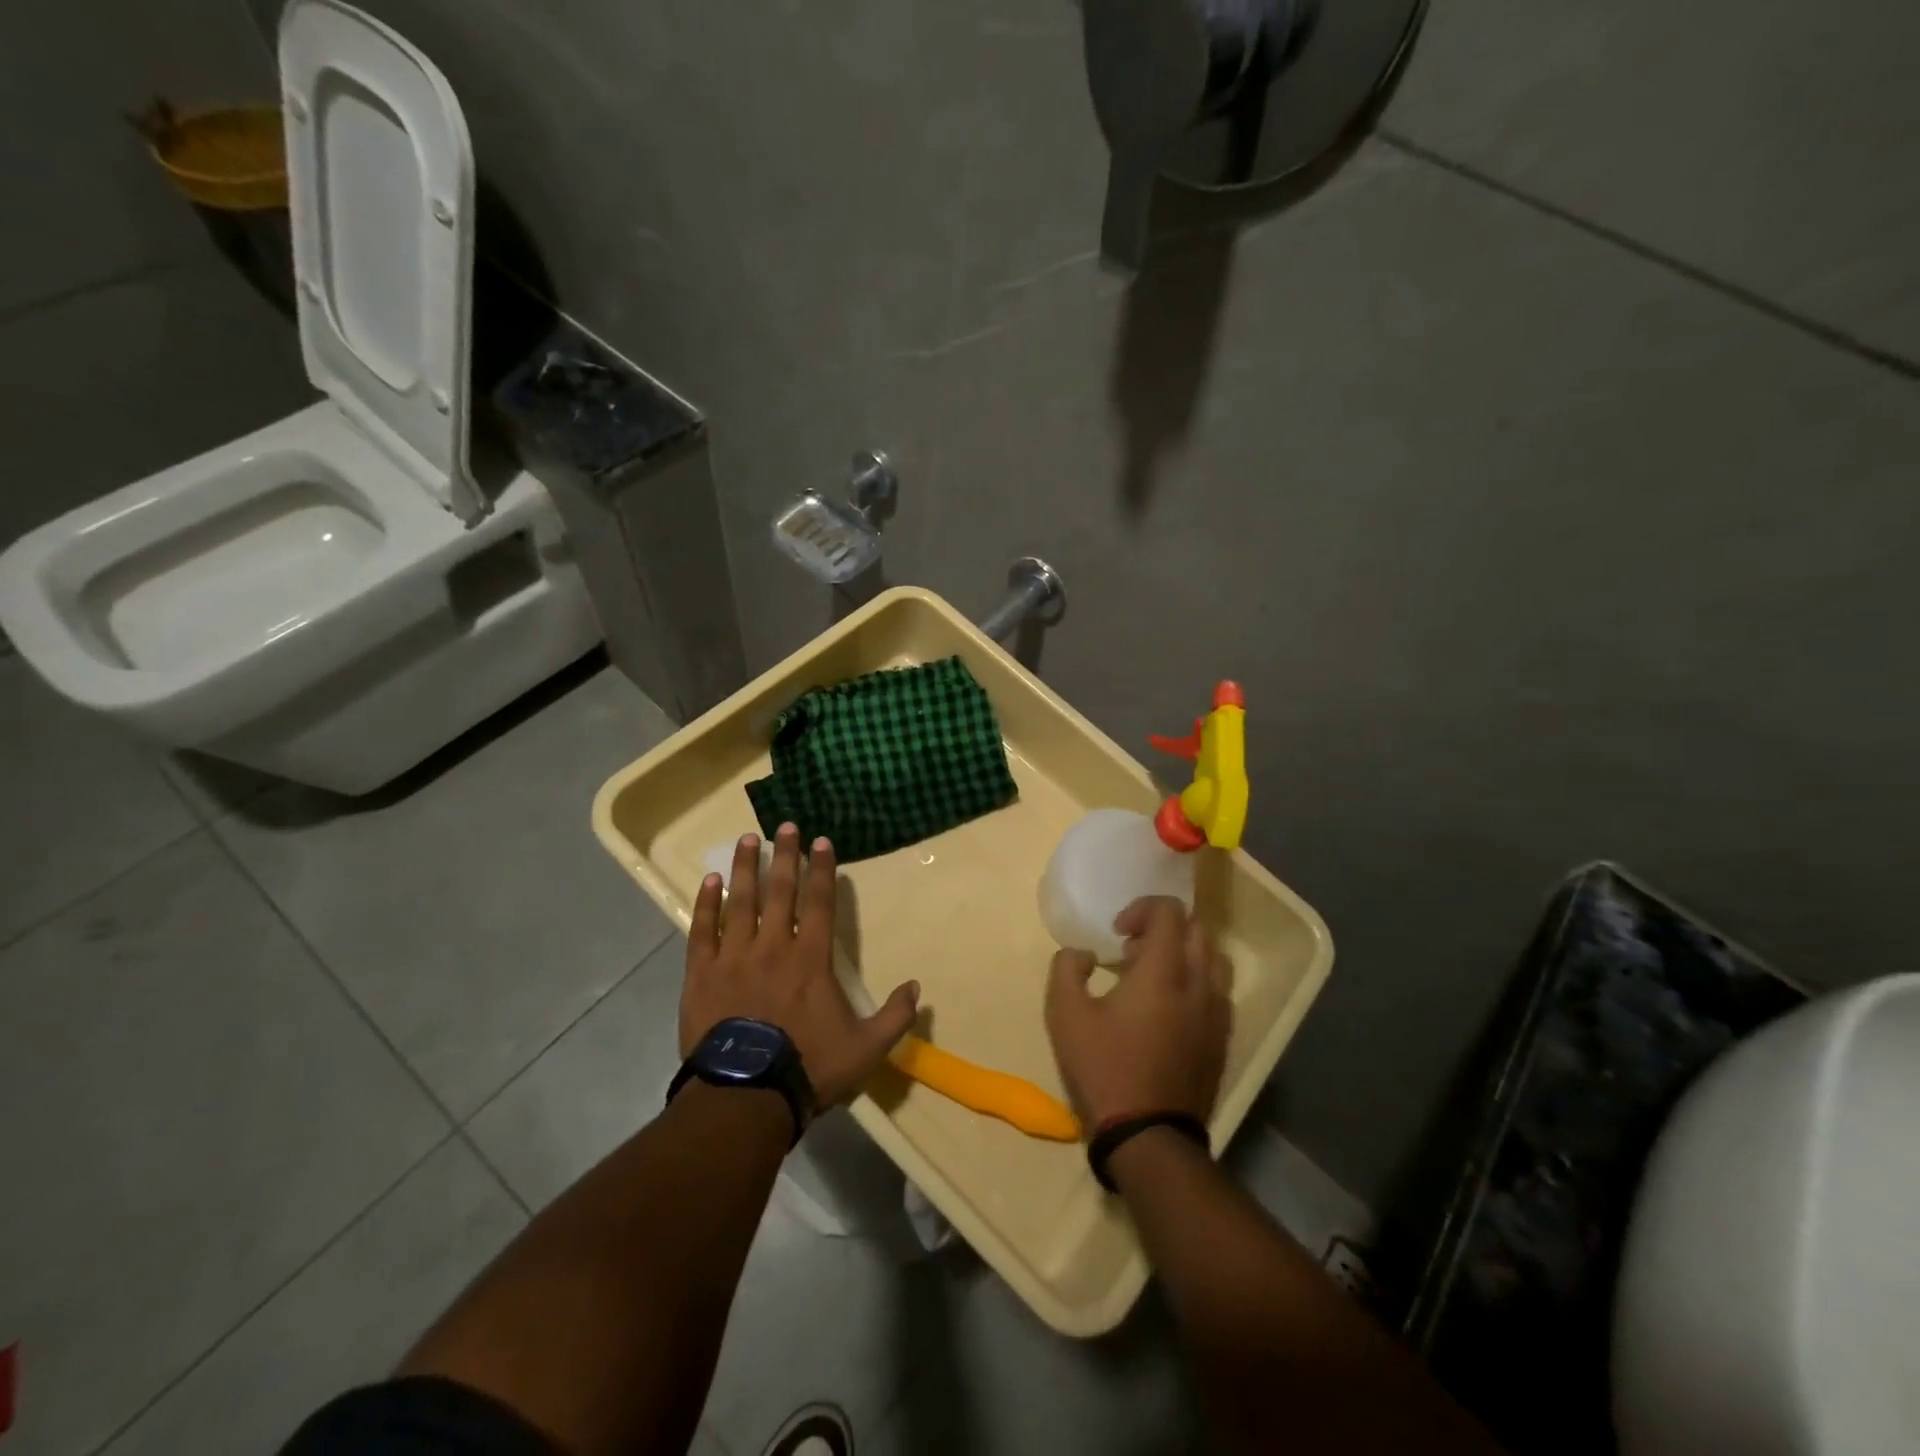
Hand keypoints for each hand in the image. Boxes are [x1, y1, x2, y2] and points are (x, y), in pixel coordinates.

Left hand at [682, 824, 919, 1108]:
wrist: (744, 1097)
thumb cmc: (808, 1068)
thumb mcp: (866, 1049)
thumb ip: (894, 1017)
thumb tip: (917, 987)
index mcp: (811, 959)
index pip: (819, 903)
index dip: (822, 870)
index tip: (821, 841)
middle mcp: (772, 947)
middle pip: (780, 891)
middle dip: (785, 856)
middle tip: (785, 824)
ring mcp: (734, 958)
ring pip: (739, 902)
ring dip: (745, 868)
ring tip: (747, 839)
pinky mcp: (701, 975)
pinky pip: (702, 931)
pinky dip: (705, 904)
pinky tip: (709, 881)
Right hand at [1045, 896, 1229, 1130]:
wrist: (1149, 1136)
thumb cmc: (1104, 1068)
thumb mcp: (1065, 1014)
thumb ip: (1067, 967)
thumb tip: (1085, 954)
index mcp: (1163, 970)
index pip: (1170, 911)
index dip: (1142, 908)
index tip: (1117, 933)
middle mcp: (1199, 983)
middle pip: (1197, 929)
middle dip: (1164, 928)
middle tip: (1132, 951)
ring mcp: (1216, 1013)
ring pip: (1213, 960)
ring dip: (1183, 954)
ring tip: (1152, 979)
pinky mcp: (1222, 1040)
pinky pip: (1217, 992)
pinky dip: (1195, 983)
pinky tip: (1168, 1011)